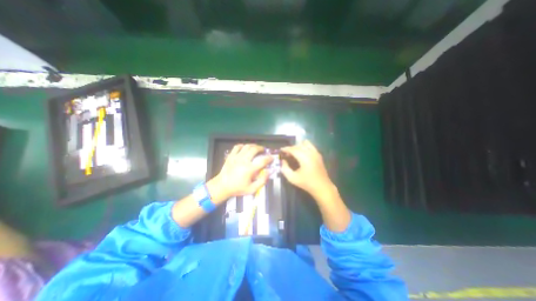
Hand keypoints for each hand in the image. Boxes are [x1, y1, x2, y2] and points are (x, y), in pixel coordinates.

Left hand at [206, 143, 269, 204]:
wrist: (222, 186)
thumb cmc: (237, 188)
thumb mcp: (252, 189)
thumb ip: (262, 181)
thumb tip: (269, 172)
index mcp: (249, 169)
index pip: (263, 160)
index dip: (269, 158)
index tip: (272, 157)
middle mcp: (244, 160)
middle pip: (254, 149)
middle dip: (261, 148)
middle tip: (264, 150)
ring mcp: (236, 157)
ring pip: (246, 146)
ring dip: (253, 145)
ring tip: (256, 147)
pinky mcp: (231, 156)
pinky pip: (237, 147)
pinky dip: (242, 145)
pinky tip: (245, 148)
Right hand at [281, 140, 333, 199]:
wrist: (322, 187)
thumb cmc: (307, 183)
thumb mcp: (292, 178)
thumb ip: (285, 169)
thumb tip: (283, 161)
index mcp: (304, 158)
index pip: (293, 149)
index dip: (286, 149)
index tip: (281, 150)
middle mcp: (310, 153)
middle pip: (298, 145)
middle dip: (291, 148)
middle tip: (286, 154)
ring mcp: (316, 153)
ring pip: (305, 144)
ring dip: (298, 146)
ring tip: (294, 153)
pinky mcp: (319, 155)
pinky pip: (311, 146)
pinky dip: (305, 147)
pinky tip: (302, 154)